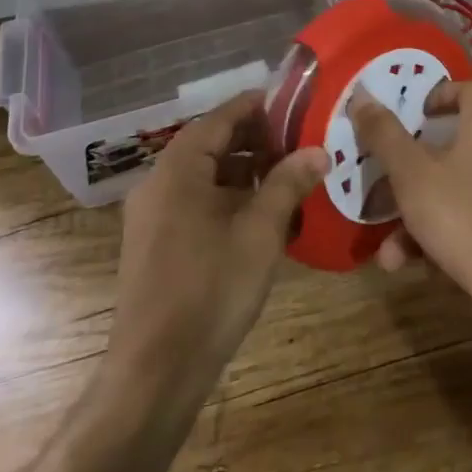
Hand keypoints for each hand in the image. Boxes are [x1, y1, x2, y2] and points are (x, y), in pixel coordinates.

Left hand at [104, 92, 327, 398]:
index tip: (295, 100)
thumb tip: (319, 150)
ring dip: (244, 170)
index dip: (258, 105)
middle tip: (300, 139)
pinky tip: (262, 214)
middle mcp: (158, 183)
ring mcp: (153, 215)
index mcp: (178, 169)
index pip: (221, 116)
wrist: (155, 372)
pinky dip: (228, 197)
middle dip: (256, 139)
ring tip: (288, 174)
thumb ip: (288, 183)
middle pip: (211, 143)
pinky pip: (195, 201)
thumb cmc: (210, 289)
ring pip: (204, 175)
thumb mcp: (261, 231)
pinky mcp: (156, 243)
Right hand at [348, 80, 471, 308]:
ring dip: (414, 212)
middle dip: (409, 167)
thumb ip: (384, 134)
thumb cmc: (460, 214)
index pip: (469, 89)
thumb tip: (362, 94)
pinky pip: (465, 219)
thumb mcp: (411, 172)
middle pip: (452, 145)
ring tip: (385, 243)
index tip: (411, 111)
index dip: (438, 93)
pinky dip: (435, 234)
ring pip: (452, 189)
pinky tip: (405, 262)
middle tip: (382, 176)